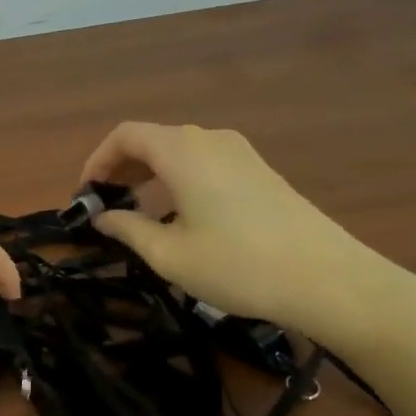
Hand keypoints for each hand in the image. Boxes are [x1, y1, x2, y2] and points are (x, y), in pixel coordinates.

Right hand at [80, 122, 415, 354]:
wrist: (328, 279)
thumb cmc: (238, 266)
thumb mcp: (170, 255)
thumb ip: (128, 230)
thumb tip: (103, 218)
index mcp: (182, 151)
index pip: (125, 136)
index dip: (97, 160)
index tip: (86, 194)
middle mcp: (210, 139)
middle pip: (152, 138)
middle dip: (122, 166)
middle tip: (106, 203)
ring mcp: (240, 152)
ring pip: (180, 149)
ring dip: (150, 172)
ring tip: (138, 209)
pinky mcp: (260, 170)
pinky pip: (204, 161)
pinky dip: (178, 177)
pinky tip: (180, 213)